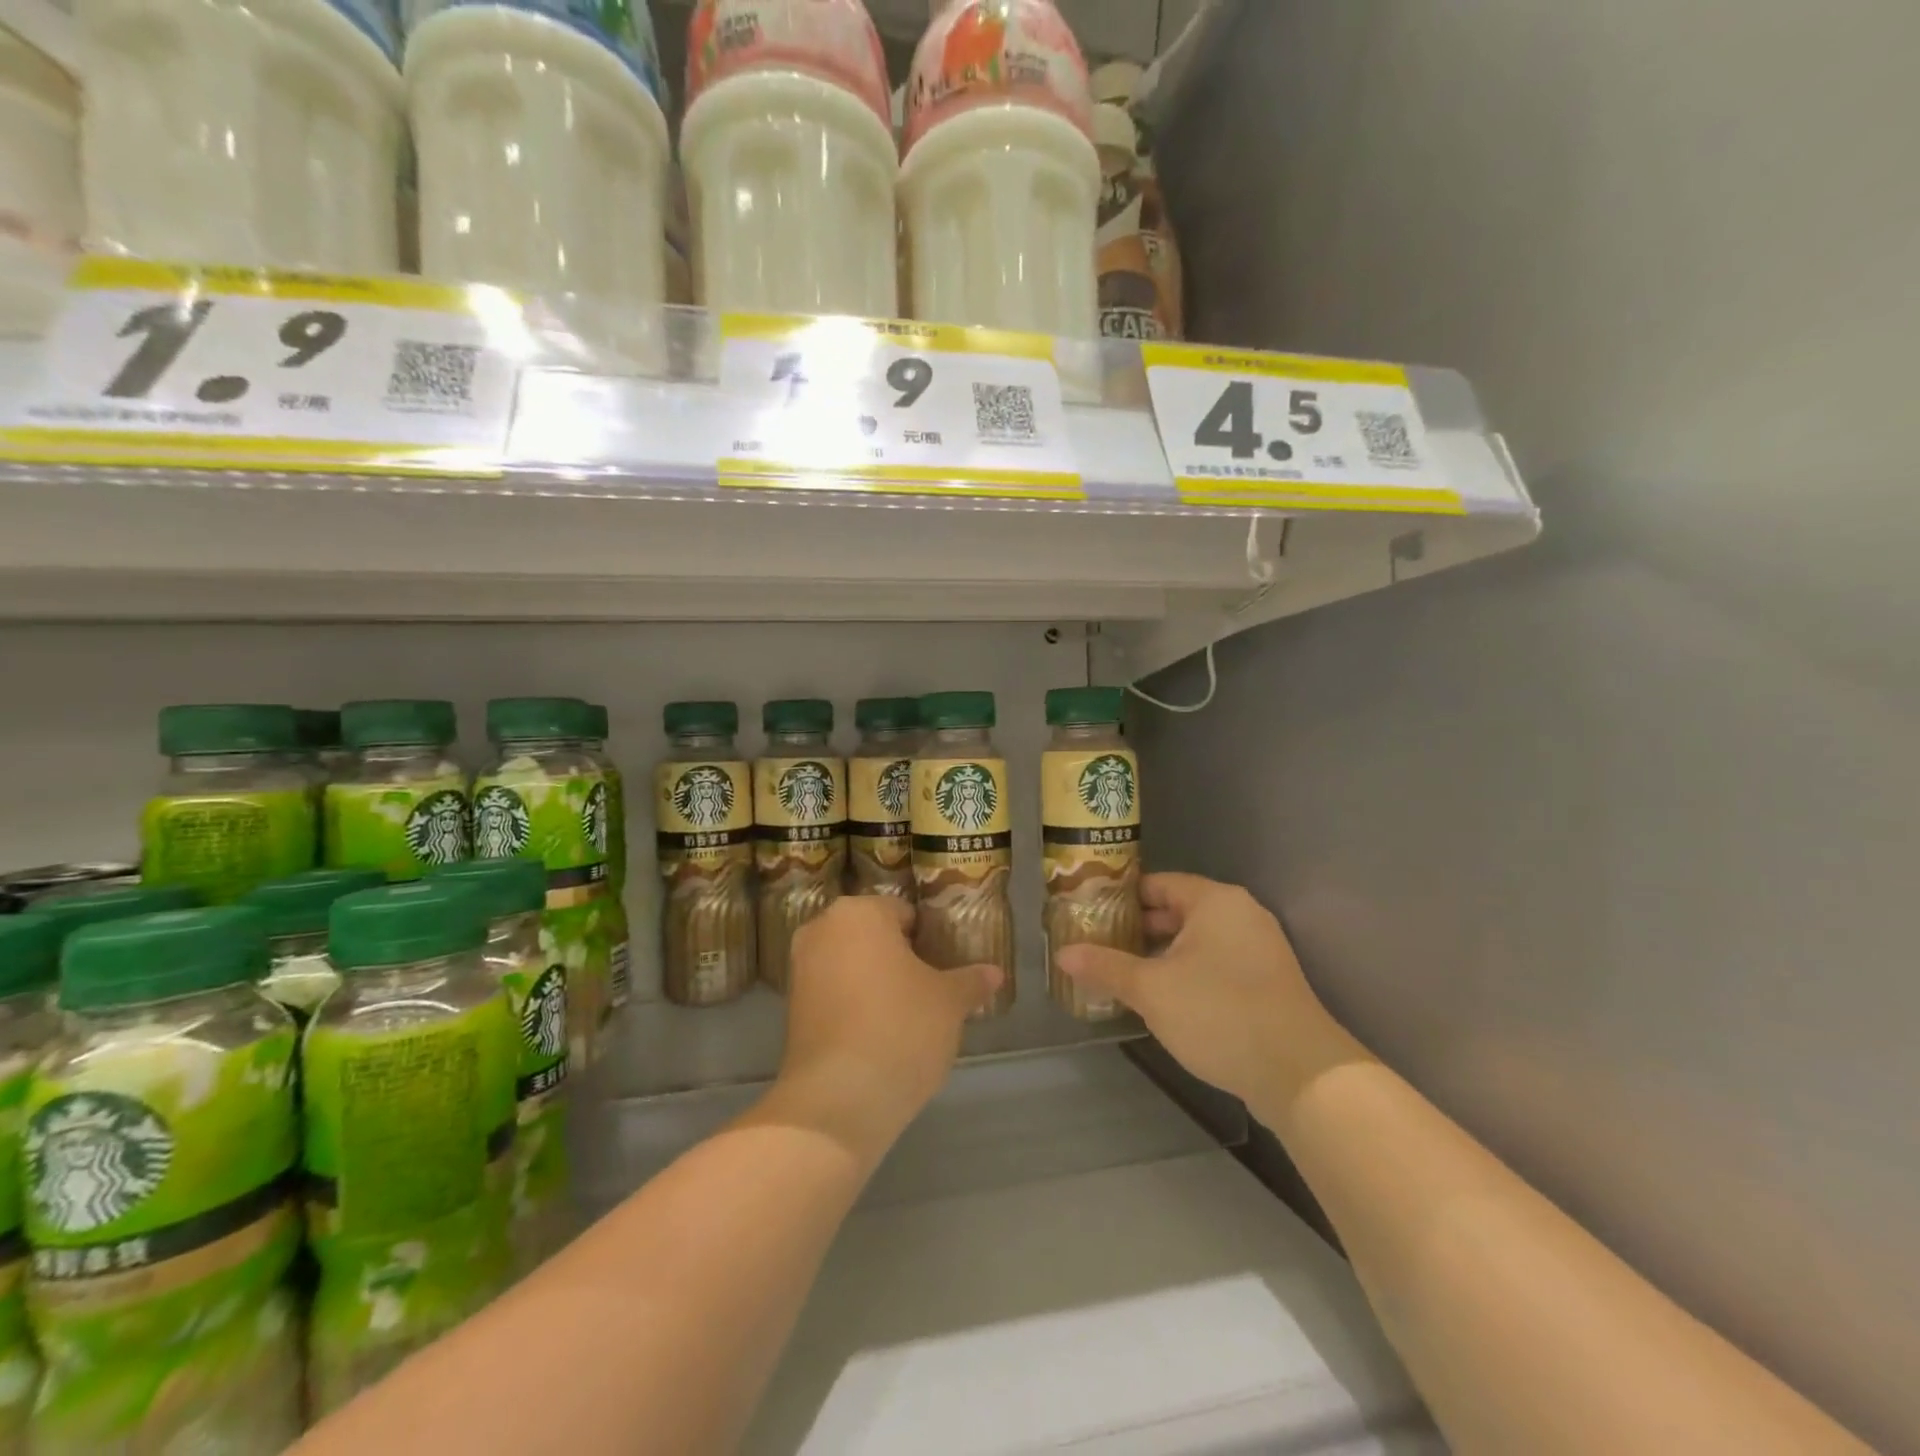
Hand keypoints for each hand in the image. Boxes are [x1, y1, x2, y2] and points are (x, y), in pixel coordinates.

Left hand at [774, 896, 1000, 1154]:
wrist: (839, 1100)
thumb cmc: (901, 1029)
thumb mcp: (949, 1002)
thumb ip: (971, 981)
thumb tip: (995, 973)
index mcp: (860, 912)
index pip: (905, 914)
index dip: (930, 940)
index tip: (946, 968)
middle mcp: (822, 929)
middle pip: (874, 936)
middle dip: (900, 958)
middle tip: (930, 990)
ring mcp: (800, 968)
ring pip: (852, 964)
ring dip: (876, 982)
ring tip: (908, 1016)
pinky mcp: (790, 1007)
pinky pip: (834, 992)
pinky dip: (854, 1005)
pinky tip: (879, 1033)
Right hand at [1055, 873, 1340, 1106]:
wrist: (1301, 1074)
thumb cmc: (1219, 1013)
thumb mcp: (1151, 990)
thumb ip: (1106, 967)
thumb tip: (1063, 954)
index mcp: (1214, 900)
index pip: (1157, 883)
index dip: (1120, 897)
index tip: (1089, 913)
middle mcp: (1240, 914)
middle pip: (1177, 910)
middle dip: (1137, 929)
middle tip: (1097, 944)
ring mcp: (1259, 948)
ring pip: (1196, 940)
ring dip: (1160, 954)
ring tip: (1121, 973)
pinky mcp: (1267, 982)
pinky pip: (1216, 963)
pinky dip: (1187, 972)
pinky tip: (1162, 998)